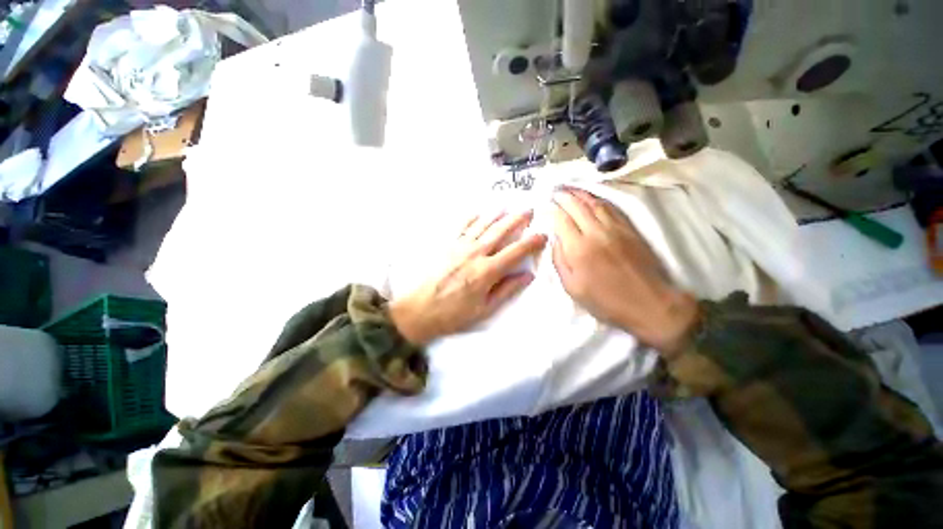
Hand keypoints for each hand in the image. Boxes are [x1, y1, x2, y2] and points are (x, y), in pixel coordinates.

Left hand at [389, 210, 547, 344]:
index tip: (542, 235)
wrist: (420, 309)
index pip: (515, 252)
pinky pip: (461, 226)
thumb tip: (527, 276)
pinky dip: (471, 218)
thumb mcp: (485, 309)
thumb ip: (507, 290)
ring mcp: (459, 246)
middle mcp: (475, 253)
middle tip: (529, 210)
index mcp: (487, 271)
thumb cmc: (454, 313)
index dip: (531, 242)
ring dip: (496, 214)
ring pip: (482, 224)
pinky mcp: (447, 245)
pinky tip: (478, 212)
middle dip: (517, 219)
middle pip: (500, 231)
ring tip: (507, 206)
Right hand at [551, 188, 697, 355]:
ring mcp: (615, 228)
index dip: (552, 209)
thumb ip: (559, 261)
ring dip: (580, 193)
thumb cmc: (605, 301)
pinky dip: (598, 199)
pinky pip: (611, 208)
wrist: (649, 304)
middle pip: (577, 206)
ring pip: (594, 203)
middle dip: (564, 196)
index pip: (561, 219)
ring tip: (569, 189)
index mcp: (578, 249)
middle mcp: (595, 232)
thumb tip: (555, 239)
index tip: (545, 204)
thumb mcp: (572, 288)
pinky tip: (592, 198)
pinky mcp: (629, 229)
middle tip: (554, 191)